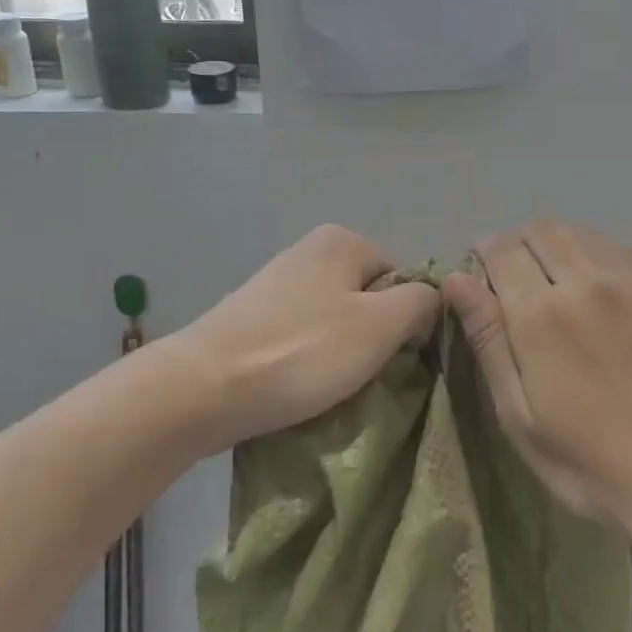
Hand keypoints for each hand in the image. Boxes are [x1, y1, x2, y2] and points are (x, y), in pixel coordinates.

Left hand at [173, 225, 439, 454]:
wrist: (201, 390)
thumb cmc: (301, 352)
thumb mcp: (381, 326)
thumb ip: (421, 303)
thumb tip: (430, 300)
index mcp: (342, 241)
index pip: (402, 279)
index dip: (408, 320)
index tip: (395, 358)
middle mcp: (308, 252)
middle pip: (368, 300)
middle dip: (373, 339)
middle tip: (366, 376)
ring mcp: (275, 285)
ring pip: (335, 322)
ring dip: (342, 355)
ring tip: (332, 388)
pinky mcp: (251, 320)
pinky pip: (301, 338)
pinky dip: (308, 362)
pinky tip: (300, 387)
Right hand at [443, 218, 631, 526]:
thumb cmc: (587, 458)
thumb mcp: (518, 412)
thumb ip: (488, 338)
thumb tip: (456, 279)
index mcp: (542, 313)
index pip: (502, 249)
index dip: (486, 253)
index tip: (484, 274)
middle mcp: (589, 281)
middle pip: (544, 229)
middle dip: (521, 243)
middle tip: (520, 278)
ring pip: (586, 234)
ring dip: (562, 247)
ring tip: (561, 283)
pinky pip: (625, 253)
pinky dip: (602, 260)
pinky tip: (606, 296)